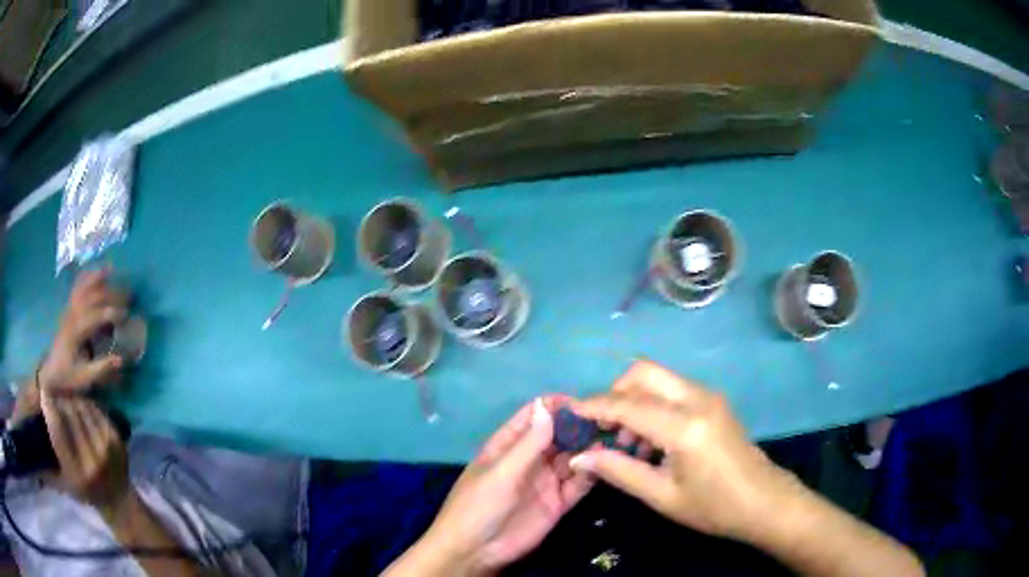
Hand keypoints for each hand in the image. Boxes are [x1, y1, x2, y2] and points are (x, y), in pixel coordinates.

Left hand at [39, 269, 126, 392]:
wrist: (50, 372)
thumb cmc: (68, 376)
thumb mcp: (84, 378)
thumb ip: (101, 368)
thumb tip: (121, 359)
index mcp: (76, 331)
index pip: (96, 315)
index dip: (112, 313)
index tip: (127, 316)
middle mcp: (73, 314)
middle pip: (93, 297)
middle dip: (111, 294)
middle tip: (129, 296)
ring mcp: (69, 309)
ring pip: (85, 287)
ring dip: (99, 278)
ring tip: (114, 271)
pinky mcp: (69, 308)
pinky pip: (78, 286)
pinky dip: (88, 276)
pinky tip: (96, 271)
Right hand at [40, 391, 130, 510]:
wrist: (118, 501)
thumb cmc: (84, 492)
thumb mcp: (63, 484)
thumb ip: (45, 467)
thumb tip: (29, 447)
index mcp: (76, 471)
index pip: (57, 427)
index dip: (49, 405)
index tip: (43, 391)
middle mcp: (91, 459)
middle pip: (69, 412)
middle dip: (59, 399)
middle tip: (54, 394)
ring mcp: (106, 449)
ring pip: (82, 406)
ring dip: (72, 399)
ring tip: (66, 400)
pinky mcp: (117, 439)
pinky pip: (96, 409)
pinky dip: (86, 403)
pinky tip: (81, 406)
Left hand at [392, 398, 593, 576]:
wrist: (476, 551)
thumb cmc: (479, 505)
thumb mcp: (501, 472)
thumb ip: (528, 443)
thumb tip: (547, 406)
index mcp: (508, 446)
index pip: (533, 416)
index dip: (554, 406)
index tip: (581, 401)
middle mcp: (529, 459)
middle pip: (558, 435)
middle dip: (578, 426)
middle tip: (605, 420)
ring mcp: (545, 481)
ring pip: (572, 458)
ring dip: (589, 448)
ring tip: (611, 440)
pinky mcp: (558, 503)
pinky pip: (578, 484)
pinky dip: (591, 473)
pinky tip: (603, 465)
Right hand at [569, 361, 797, 542]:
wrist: (764, 502)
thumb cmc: (713, 507)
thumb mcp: (662, 496)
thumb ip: (618, 471)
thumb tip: (579, 456)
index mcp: (684, 426)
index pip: (628, 404)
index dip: (594, 407)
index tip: (568, 412)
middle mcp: (697, 399)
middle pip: (644, 372)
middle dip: (615, 392)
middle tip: (602, 427)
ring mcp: (709, 397)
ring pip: (659, 379)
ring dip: (634, 399)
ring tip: (626, 442)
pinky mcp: (713, 402)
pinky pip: (673, 390)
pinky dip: (652, 405)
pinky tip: (651, 441)